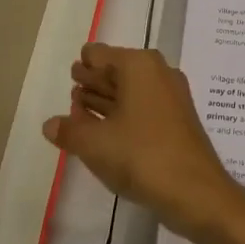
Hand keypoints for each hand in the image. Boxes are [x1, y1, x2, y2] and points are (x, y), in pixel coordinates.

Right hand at [43, 44, 244, 243]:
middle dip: (94, 81)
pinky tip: (105, 131)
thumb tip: (50, 124)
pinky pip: (142, 107)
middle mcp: (157, 71)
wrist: (194, 190)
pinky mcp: (177, 119)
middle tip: (73, 90)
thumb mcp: (94, 144)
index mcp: (138, 64)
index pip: (100, 54)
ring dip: (106, 100)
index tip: (70, 75)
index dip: (83, 65)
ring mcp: (171, 95)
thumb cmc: (140, 155)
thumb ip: (69, 130)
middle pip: (116, 69)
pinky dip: (123, 114)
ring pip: (130, 90)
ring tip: (81, 111)